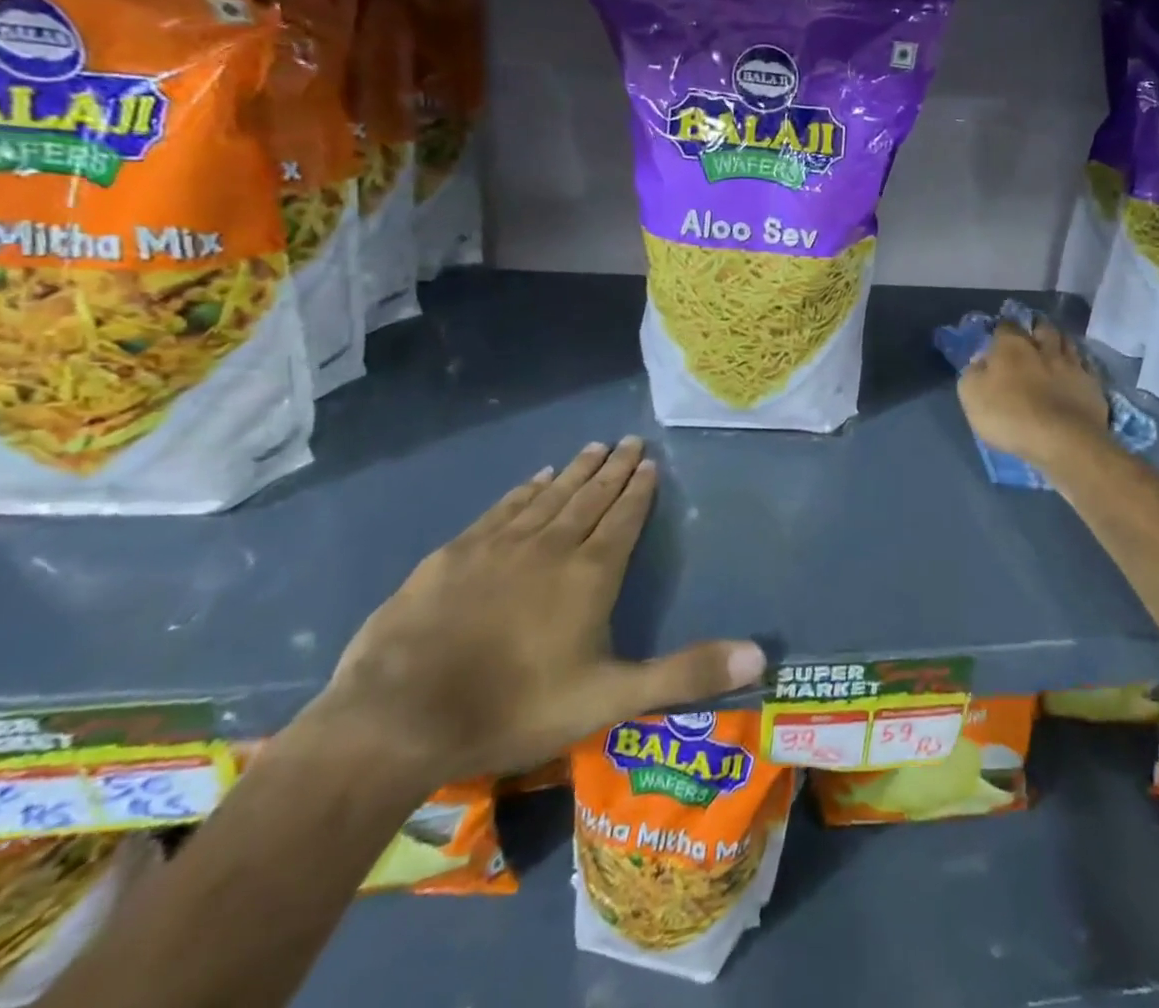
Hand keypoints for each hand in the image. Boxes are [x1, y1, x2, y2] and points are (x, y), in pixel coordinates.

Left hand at [316, 438, 764, 787]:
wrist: (398, 718)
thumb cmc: (515, 707)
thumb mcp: (611, 698)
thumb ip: (685, 674)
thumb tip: (760, 654)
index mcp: (590, 574)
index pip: (623, 518)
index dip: (638, 490)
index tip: (649, 461)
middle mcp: (550, 546)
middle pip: (589, 497)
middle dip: (613, 468)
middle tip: (629, 440)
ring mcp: (499, 546)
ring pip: (548, 496)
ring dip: (574, 471)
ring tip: (592, 447)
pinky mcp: (455, 555)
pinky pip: (502, 509)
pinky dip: (523, 491)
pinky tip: (533, 479)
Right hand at [957, 320, 1109, 470]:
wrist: (1062, 440)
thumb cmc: (1010, 416)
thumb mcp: (972, 396)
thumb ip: (973, 373)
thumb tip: (981, 362)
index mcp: (1012, 347)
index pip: (1006, 326)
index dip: (1002, 331)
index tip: (998, 339)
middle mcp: (1044, 348)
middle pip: (1042, 328)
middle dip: (1036, 330)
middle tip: (1031, 338)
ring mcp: (1072, 365)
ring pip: (1068, 343)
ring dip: (1060, 343)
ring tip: (1055, 349)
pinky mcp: (1092, 384)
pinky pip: (1085, 366)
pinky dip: (1079, 365)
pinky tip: (1075, 371)